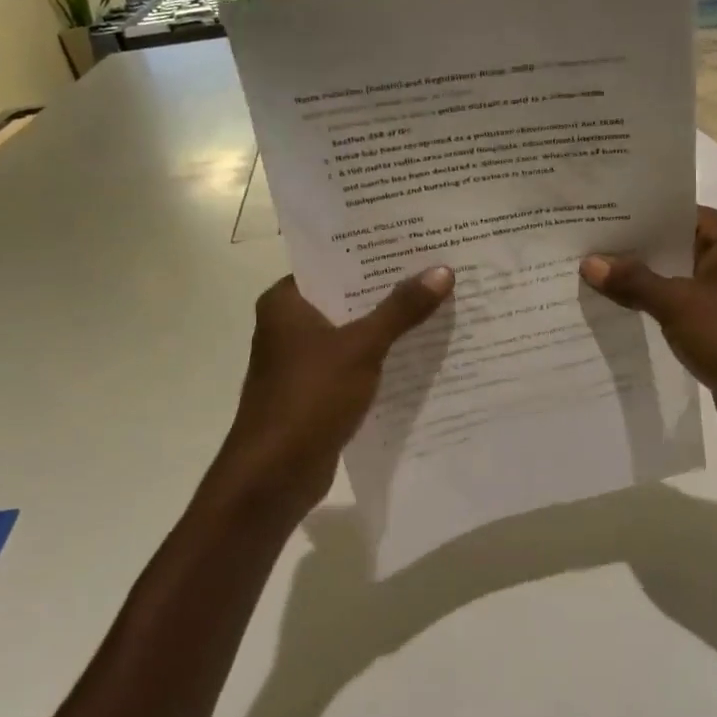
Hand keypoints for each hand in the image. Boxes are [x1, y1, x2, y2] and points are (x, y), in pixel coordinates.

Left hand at [206, 269, 454, 525]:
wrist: (274, 476)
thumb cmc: (309, 399)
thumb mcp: (361, 348)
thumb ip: (401, 309)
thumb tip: (442, 270)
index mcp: (285, 302)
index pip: (331, 262)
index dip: (372, 252)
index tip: (414, 239)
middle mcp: (289, 325)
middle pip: (346, 296)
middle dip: (389, 288)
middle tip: (438, 268)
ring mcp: (301, 361)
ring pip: (352, 331)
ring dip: (388, 325)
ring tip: (438, 303)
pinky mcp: (316, 391)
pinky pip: (354, 363)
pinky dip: (381, 357)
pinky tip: (419, 352)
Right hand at [581, 208, 716, 451]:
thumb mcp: (678, 305)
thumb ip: (633, 281)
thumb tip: (589, 262)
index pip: (679, 213)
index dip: (638, 217)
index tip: (596, 219)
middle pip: (678, 245)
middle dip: (634, 251)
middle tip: (584, 248)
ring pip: (680, 278)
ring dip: (645, 283)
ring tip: (593, 278)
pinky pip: (686, 307)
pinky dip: (659, 308)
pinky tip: (622, 312)